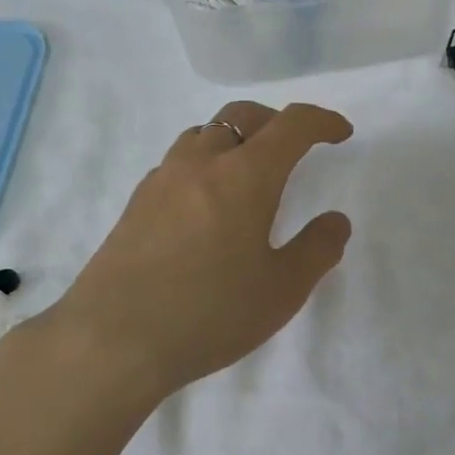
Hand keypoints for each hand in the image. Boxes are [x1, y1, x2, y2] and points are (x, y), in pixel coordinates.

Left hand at [49, 101, 353, 401]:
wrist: (113, 339)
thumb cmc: (209, 314)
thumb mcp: (281, 290)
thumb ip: (317, 249)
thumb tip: (335, 220)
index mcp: (244, 175)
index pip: (291, 125)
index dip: (322, 121)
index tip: (340, 133)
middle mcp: (201, 163)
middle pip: (243, 115)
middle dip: (277, 121)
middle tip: (296, 147)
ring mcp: (162, 179)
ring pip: (205, 134)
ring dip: (235, 138)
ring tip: (249, 172)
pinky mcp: (136, 202)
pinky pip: (178, 162)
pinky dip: (204, 163)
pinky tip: (205, 204)